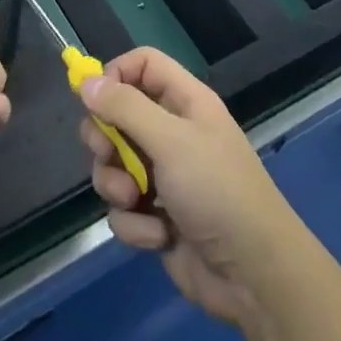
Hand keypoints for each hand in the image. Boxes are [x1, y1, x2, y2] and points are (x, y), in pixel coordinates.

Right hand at [79, 48, 302, 328]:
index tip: (93, 101)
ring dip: (116, 185)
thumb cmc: (217, 191)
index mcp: (184, 102)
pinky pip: (123, 208)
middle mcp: (172, 132)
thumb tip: (86, 81)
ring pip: (113, 165)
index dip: (115, 75)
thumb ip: (125, 108)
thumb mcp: (171, 141)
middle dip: (105, 139)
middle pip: (118, 115)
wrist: (253, 276)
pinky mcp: (156, 216)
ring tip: (135, 201)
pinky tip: (158, 235)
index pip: (142, 64)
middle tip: (107, 154)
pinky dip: (134, 223)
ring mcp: (163, 176)